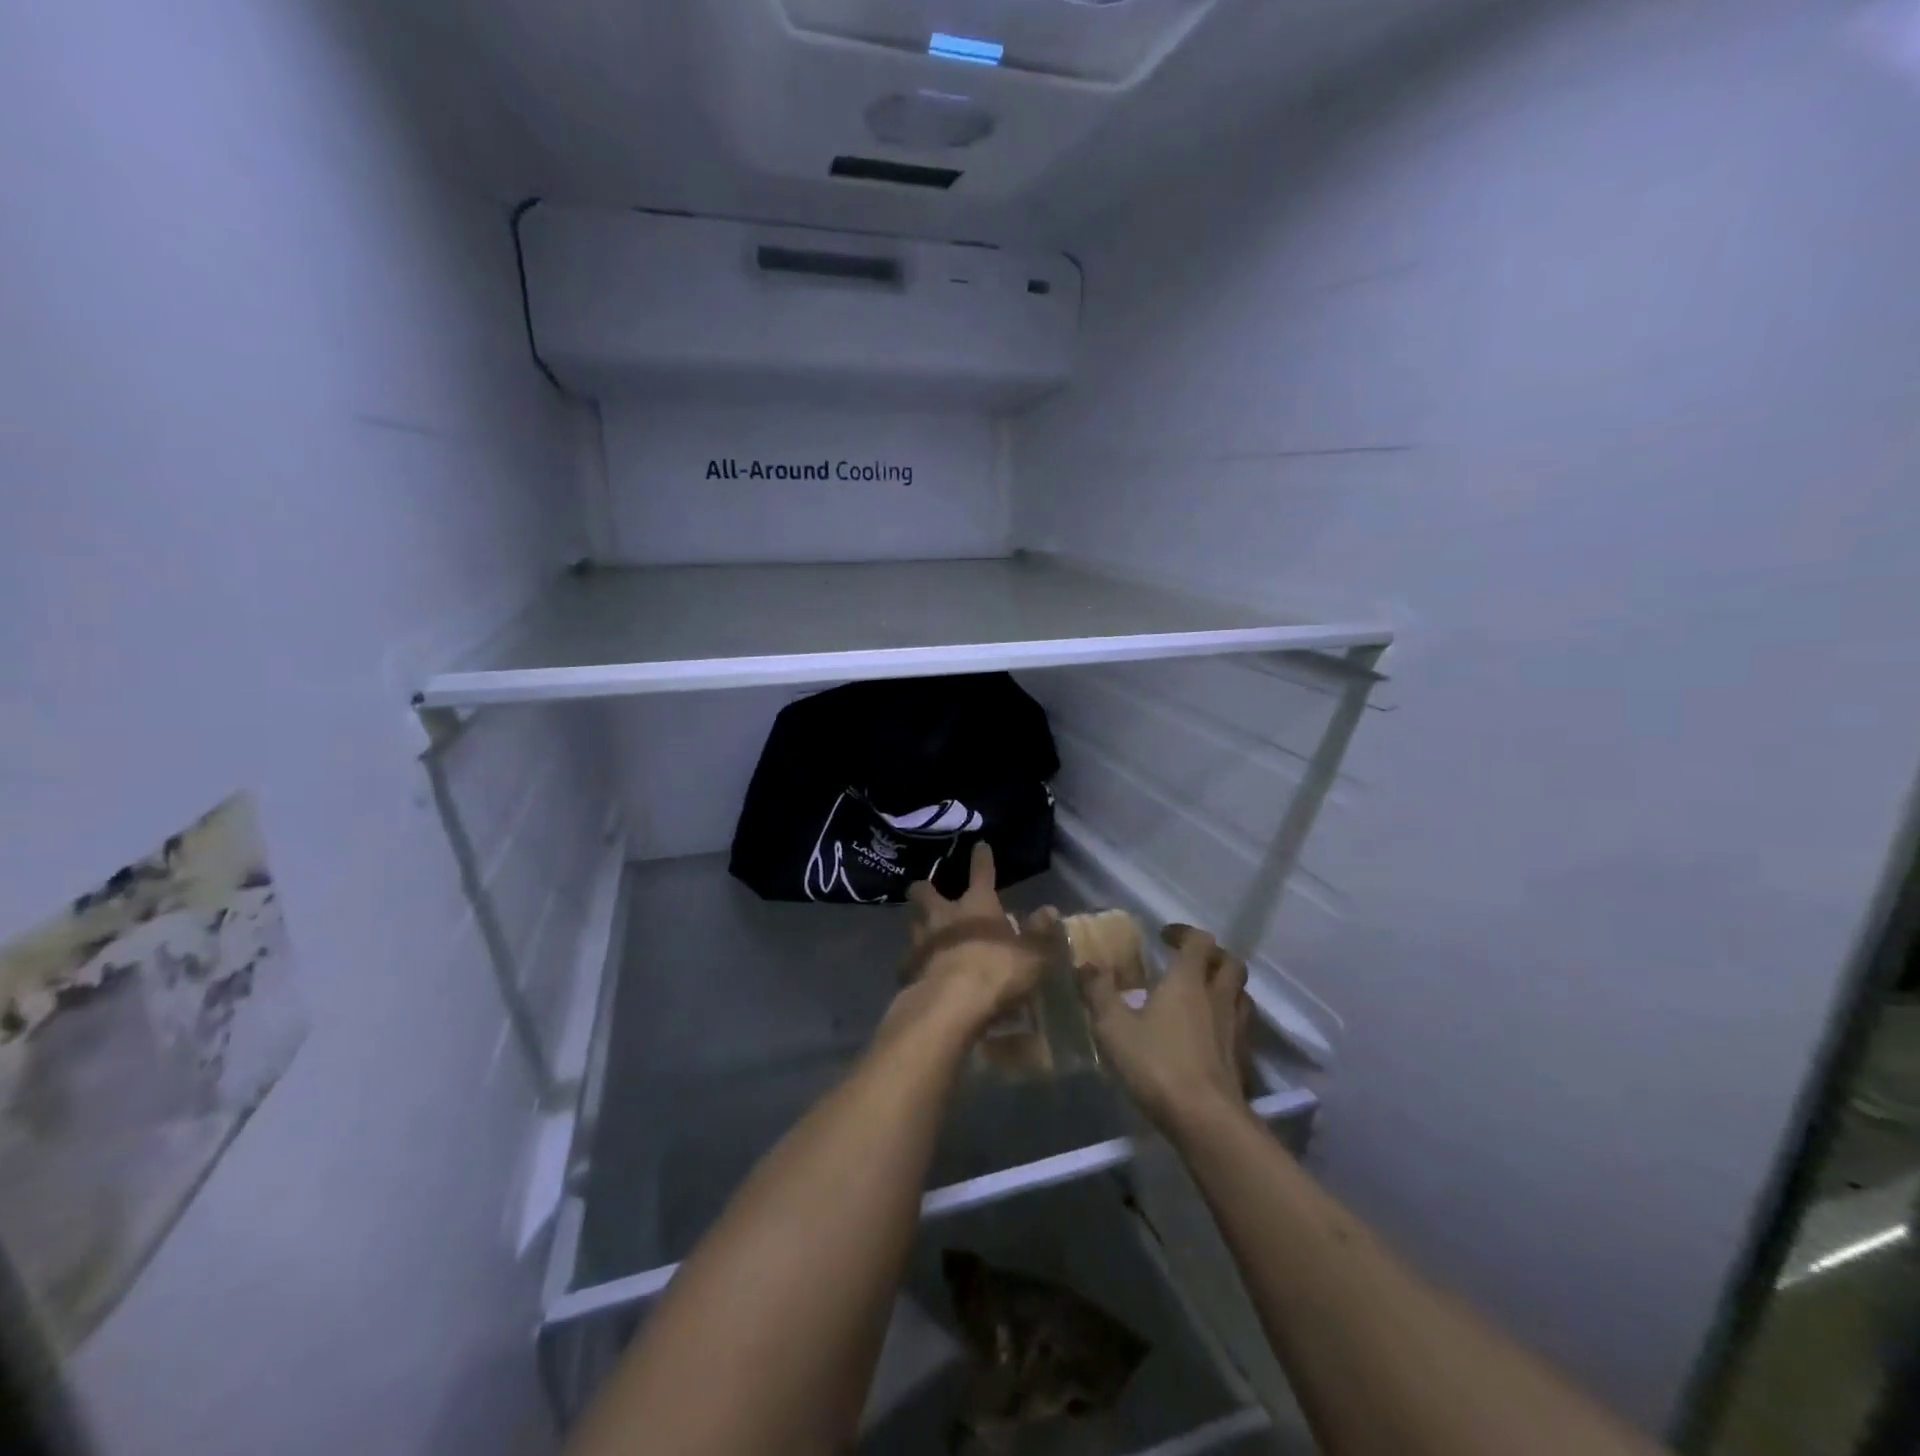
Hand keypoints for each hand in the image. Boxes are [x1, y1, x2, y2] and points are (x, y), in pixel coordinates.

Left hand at [888, 842, 1044, 1040]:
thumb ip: (1040, 933)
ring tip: (925, 933)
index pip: (982, 873)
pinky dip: (915, 963)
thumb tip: (1049, 910)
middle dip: (925, 888)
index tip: (979, 846)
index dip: (982, 859)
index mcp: (977, 905)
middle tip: (926, 890)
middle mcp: (943, 915)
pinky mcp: (907, 969)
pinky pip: (909, 960)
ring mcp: (920, 941)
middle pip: (925, 892)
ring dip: (919, 925)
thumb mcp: (1031, 955)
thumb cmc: (996, 971)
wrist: (949, 1004)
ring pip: (914, 923)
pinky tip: (921, 972)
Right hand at [1081, 924, 1250, 1135]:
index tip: (1164, 937)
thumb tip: (1086, 964)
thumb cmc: (1157, 1063)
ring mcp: (1236, 1027)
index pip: (1199, 940)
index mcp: (1188, 980)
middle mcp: (1218, 996)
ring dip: (1224, 986)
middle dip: (1211, 955)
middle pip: (1229, 962)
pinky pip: (1241, 1024)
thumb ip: (1099, 992)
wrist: (1205, 1119)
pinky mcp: (1243, 1057)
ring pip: (1240, 993)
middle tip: (1188, 962)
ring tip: (1201, 995)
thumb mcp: (1114, 1027)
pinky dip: (1227, 1018)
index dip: (1183, 932)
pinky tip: (1209, 1033)